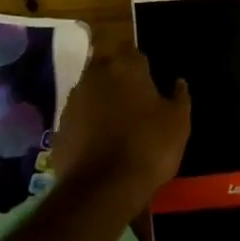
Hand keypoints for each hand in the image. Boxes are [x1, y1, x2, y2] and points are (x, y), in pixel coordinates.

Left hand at [51, 42, 189, 209]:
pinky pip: (78, 119)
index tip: (149, 81)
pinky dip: (87, 126)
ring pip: (90, 91)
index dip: (140, 65)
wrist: (102, 189)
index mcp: (125, 65)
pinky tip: (99, 145)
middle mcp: (95, 74)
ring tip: (116, 126)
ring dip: (100, 101)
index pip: (132, 51)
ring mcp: (73, 100)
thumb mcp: (178, 123)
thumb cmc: (147, 147)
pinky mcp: (60, 127)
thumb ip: (179, 96)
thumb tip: (178, 81)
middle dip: (117, 78)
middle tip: (133, 101)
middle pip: (106, 67)